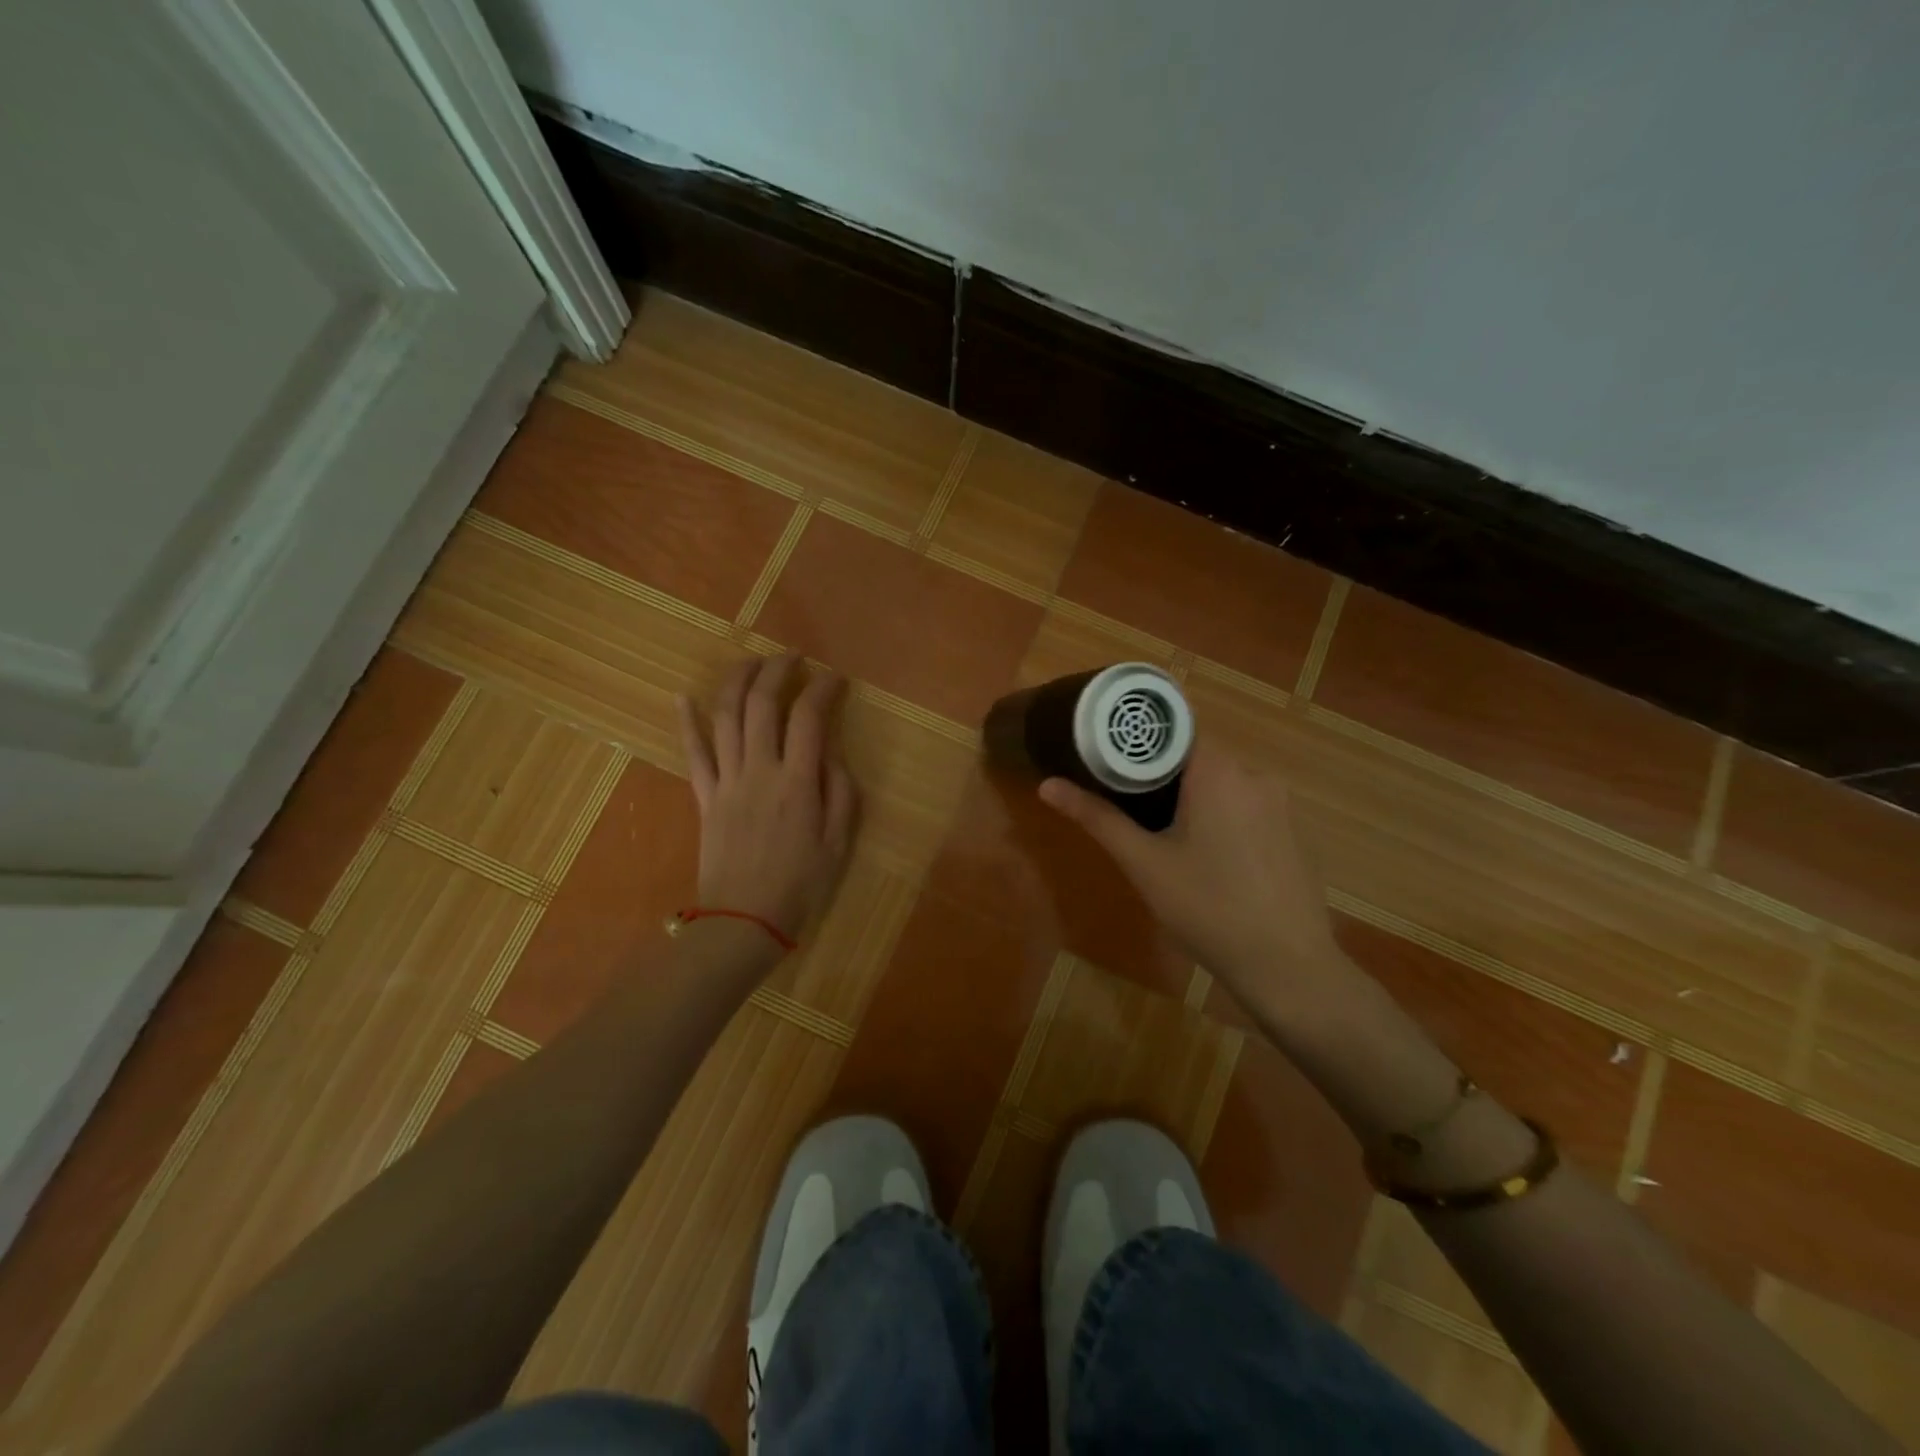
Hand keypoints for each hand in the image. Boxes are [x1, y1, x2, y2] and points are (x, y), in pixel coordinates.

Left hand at [678, 655, 859, 943]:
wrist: (743, 921)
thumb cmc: (799, 885)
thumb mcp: (838, 843)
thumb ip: (841, 792)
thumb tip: (832, 755)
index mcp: (797, 782)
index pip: (809, 717)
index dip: (822, 688)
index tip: (834, 678)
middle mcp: (759, 770)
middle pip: (762, 704)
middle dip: (777, 670)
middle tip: (793, 657)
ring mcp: (727, 781)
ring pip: (725, 717)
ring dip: (737, 681)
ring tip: (752, 662)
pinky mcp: (704, 796)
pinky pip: (692, 753)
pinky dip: (686, 721)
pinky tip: (682, 696)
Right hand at [1038, 739, 1355, 1019]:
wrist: (1287, 966)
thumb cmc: (1207, 908)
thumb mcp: (1143, 863)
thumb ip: (1096, 818)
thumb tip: (1046, 785)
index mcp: (1218, 771)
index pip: (1174, 728)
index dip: (1138, 738)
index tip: (1108, 754)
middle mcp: (1254, 774)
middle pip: (1196, 754)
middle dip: (1160, 771)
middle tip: (1123, 797)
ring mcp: (1280, 803)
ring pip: (1222, 780)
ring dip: (1190, 794)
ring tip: (1158, 826)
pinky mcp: (1293, 829)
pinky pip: (1246, 804)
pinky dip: (1220, 813)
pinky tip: (1205, 853)